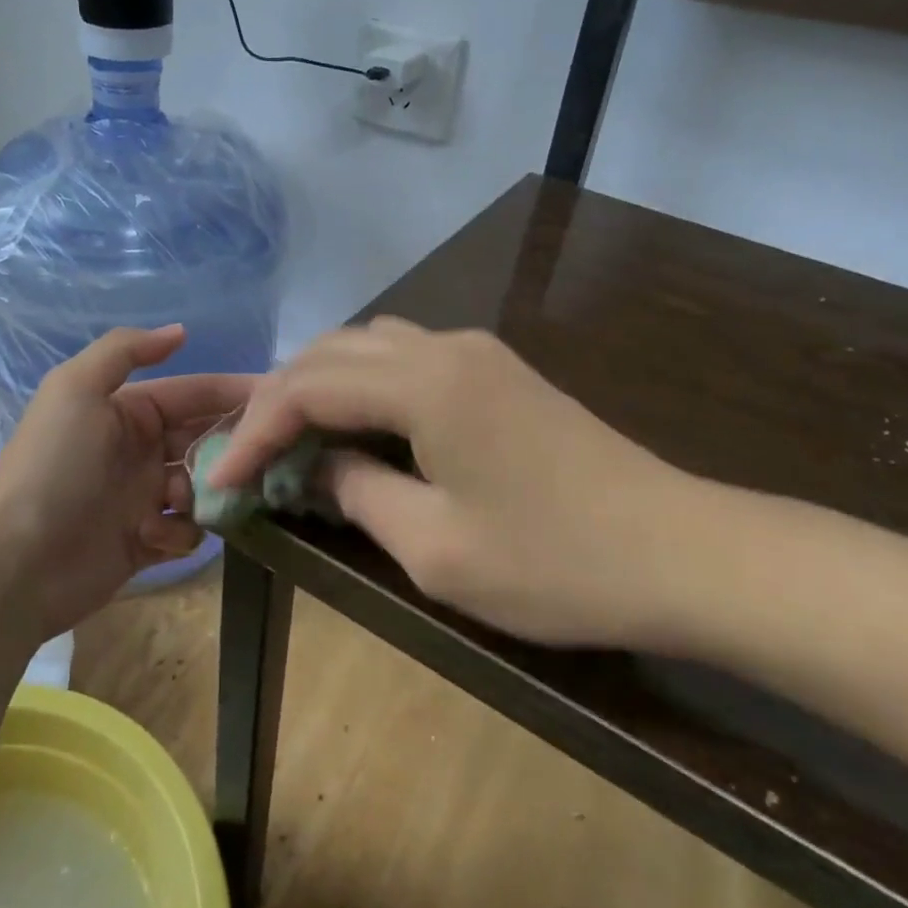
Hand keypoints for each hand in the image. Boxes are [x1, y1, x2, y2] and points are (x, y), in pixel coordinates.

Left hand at [0, 325, 251, 640]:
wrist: (17, 561)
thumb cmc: (54, 466)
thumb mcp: (76, 389)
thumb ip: (125, 351)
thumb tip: (180, 331)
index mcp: (127, 412)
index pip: (191, 394)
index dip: (231, 393)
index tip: (277, 397)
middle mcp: (139, 451)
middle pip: (202, 440)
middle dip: (229, 446)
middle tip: (261, 455)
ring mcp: (141, 499)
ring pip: (201, 486)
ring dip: (206, 491)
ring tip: (191, 500)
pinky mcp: (144, 543)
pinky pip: (184, 530)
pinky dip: (177, 531)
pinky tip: (153, 535)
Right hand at [209, 317, 710, 647]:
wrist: (683, 552)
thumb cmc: (556, 563)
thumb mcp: (435, 547)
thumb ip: (359, 493)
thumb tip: (320, 466)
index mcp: (424, 382)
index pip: (309, 386)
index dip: (256, 429)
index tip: (224, 476)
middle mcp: (444, 346)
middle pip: (334, 350)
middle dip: (281, 398)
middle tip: (251, 452)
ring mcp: (477, 352)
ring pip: (370, 344)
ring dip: (322, 383)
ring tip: (295, 437)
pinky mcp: (498, 370)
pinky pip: (408, 357)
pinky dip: (365, 383)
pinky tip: (360, 425)